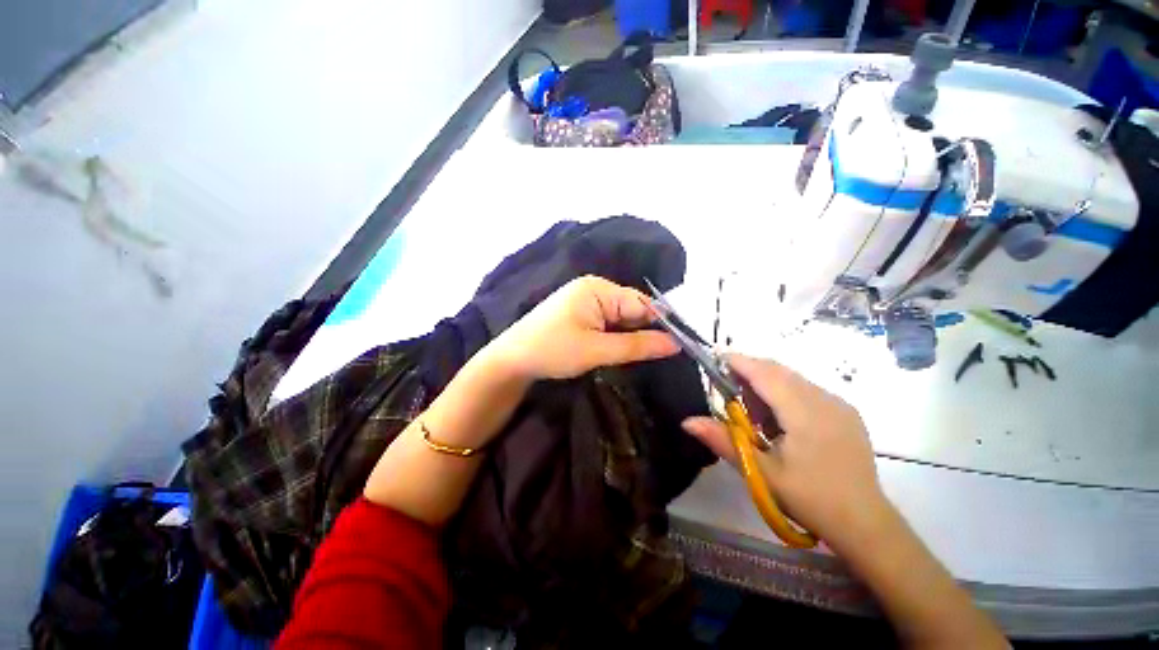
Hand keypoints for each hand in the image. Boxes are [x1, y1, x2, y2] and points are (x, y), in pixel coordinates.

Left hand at [488, 276, 679, 380]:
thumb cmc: (552, 351)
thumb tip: (675, 344)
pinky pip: (607, 322)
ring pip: (620, 318)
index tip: (679, 346)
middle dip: (645, 331)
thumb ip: (637, 345)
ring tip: (645, 356)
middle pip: (631, 309)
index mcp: (598, 289)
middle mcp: (593, 289)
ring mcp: (585, 301)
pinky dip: (616, 336)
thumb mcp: (597, 350)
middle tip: (663, 356)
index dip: (661, 323)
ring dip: (630, 336)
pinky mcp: (579, 313)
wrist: (511, 360)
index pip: (641, 302)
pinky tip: (621, 350)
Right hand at [682, 354, 888, 548]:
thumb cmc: (810, 499)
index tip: (714, 359)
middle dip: (749, 373)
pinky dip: (784, 393)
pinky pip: (806, 389)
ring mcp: (838, 404)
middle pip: (778, 371)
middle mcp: (824, 399)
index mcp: (804, 412)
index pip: (765, 373)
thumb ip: (723, 441)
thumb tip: (687, 421)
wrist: (864, 523)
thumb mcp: (761, 472)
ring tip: (756, 416)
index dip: (738, 361)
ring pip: (792, 378)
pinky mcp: (845, 412)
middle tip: (729, 395)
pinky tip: (781, 422)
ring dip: (766, 384)